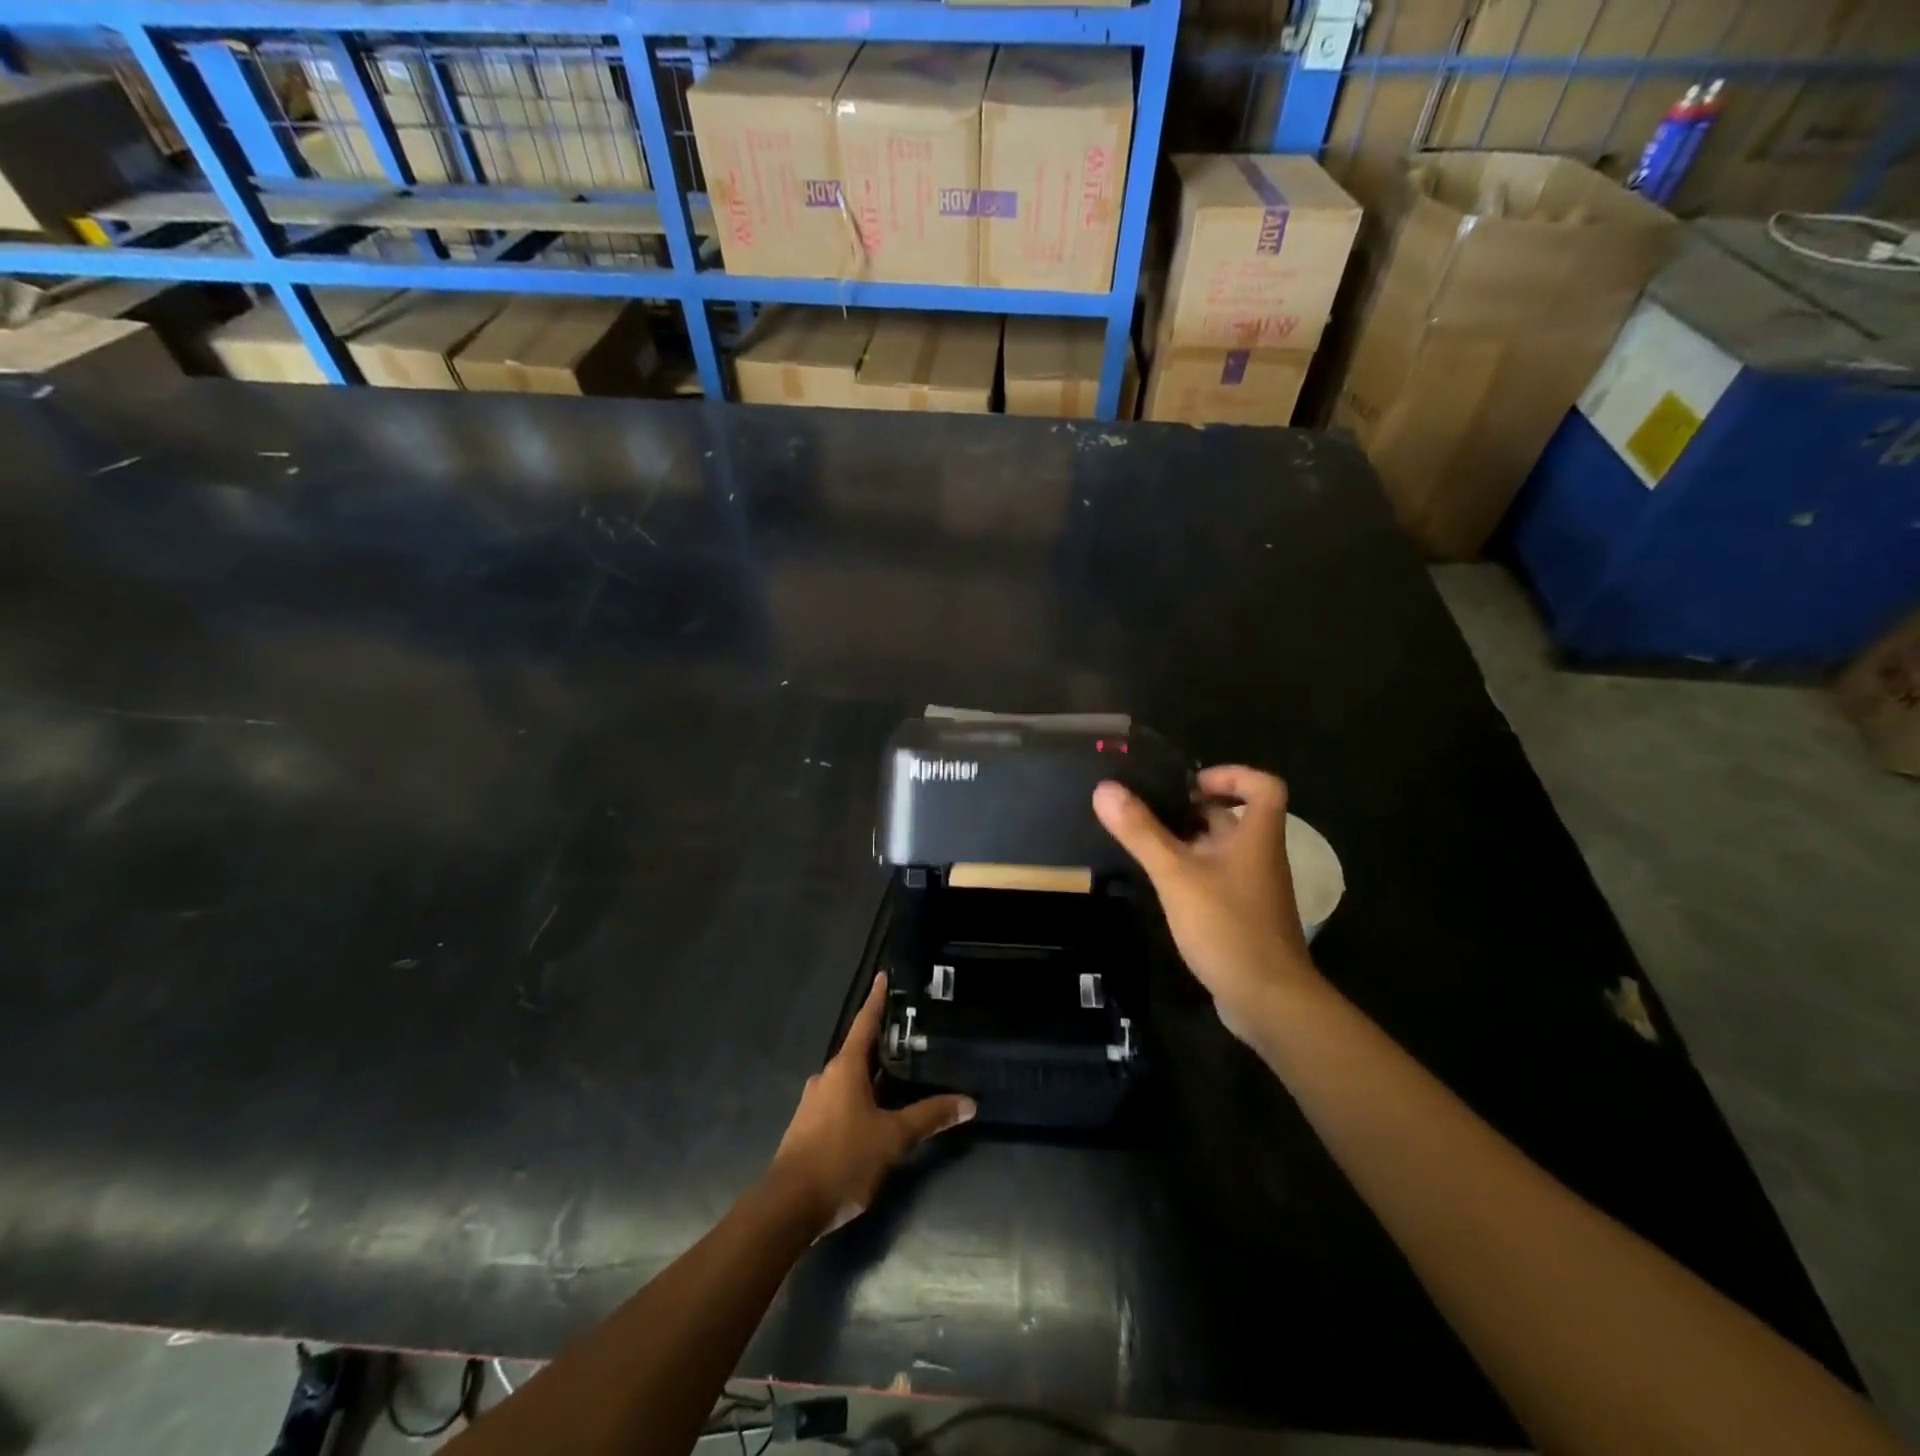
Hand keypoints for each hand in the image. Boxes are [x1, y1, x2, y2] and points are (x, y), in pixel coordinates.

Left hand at [767, 975, 974, 1234]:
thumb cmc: (842, 1160)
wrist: (787, 1208)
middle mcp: (827, 1077)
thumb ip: (930, 1117)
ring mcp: (815, 1103)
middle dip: (882, 1043)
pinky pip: (840, 1101)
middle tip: (910, 1034)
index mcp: (845, 1068)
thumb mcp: (893, 1139)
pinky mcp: (809, 1128)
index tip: (883, 976)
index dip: (877, 1000)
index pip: (865, 1022)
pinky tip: (876, 1114)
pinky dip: (861, 1098)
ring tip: (900, 1076)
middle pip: (858, 1051)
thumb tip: (968, 1102)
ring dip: (872, 1075)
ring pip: (849, 1079)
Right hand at [1094, 765, 1319, 1042]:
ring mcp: (1253, 889)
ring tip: (1146, 842)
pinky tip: (1162, 885)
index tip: (1190, 783)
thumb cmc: (1227, 926)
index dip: (1231, 775)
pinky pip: (1217, 879)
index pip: (1263, 786)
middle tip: (1151, 810)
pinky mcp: (1243, 916)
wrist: (1269, 1000)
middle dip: (1194, 808)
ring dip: (1188, 841)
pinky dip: (1192, 872)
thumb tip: (1105, 788)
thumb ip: (1140, 832)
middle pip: (1234, 817)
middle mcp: (1260, 856)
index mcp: (1257, 836)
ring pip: (1222, 850)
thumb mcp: (1175, 874)